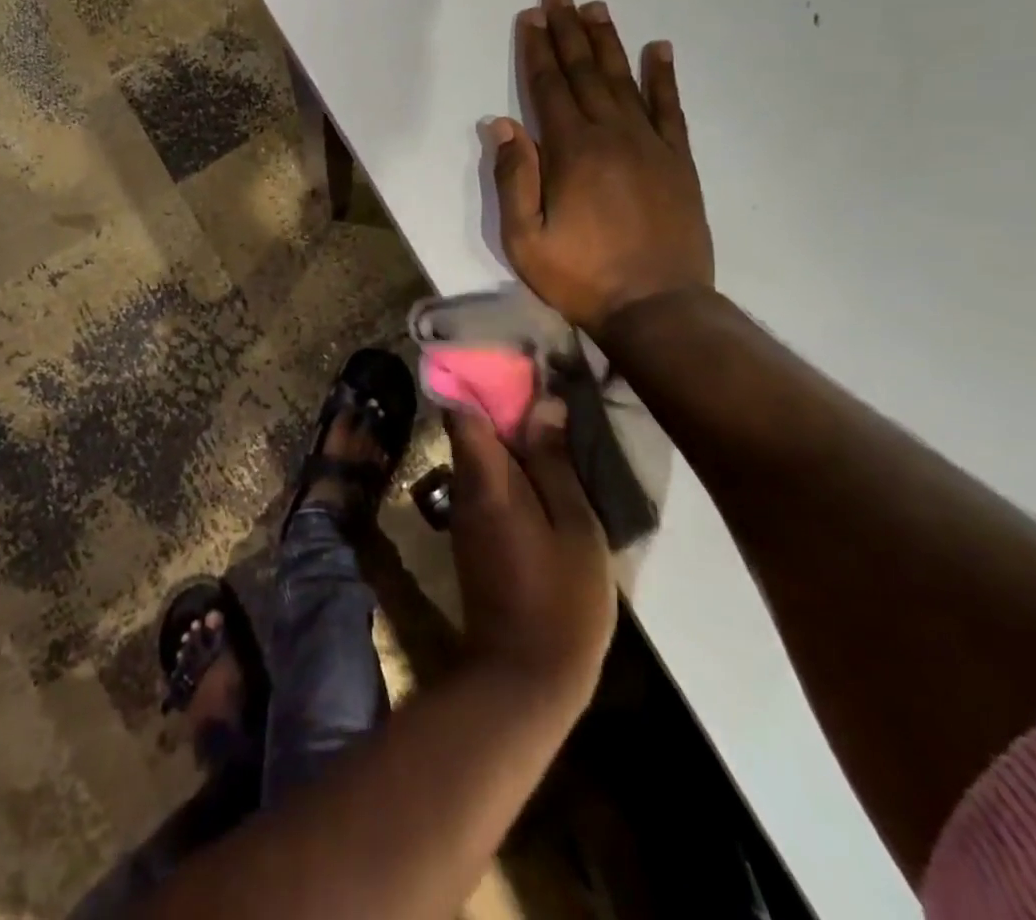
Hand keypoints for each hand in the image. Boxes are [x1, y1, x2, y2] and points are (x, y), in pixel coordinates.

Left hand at [446, 398, 614, 716]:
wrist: (523, 676)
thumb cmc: (561, 600)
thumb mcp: (575, 527)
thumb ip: (554, 463)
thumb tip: (543, 403)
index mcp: (486, 479)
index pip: (460, 411)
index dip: (474, 379)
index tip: (503, 358)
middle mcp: (464, 487)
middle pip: (468, 428)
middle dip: (496, 402)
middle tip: (538, 381)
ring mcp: (466, 513)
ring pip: (478, 455)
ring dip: (505, 434)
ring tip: (546, 415)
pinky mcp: (475, 535)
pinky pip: (485, 481)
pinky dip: (506, 465)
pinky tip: (540, 465)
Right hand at [490, 0, 713, 334]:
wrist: (658, 306)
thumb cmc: (581, 276)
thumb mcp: (525, 239)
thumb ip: (514, 178)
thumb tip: (501, 124)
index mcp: (571, 151)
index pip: (548, 88)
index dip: (537, 50)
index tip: (531, 16)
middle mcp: (611, 135)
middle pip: (584, 73)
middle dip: (568, 31)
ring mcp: (650, 144)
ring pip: (624, 80)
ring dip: (607, 43)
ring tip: (596, 8)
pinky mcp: (678, 161)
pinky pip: (670, 108)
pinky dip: (663, 76)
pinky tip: (659, 49)